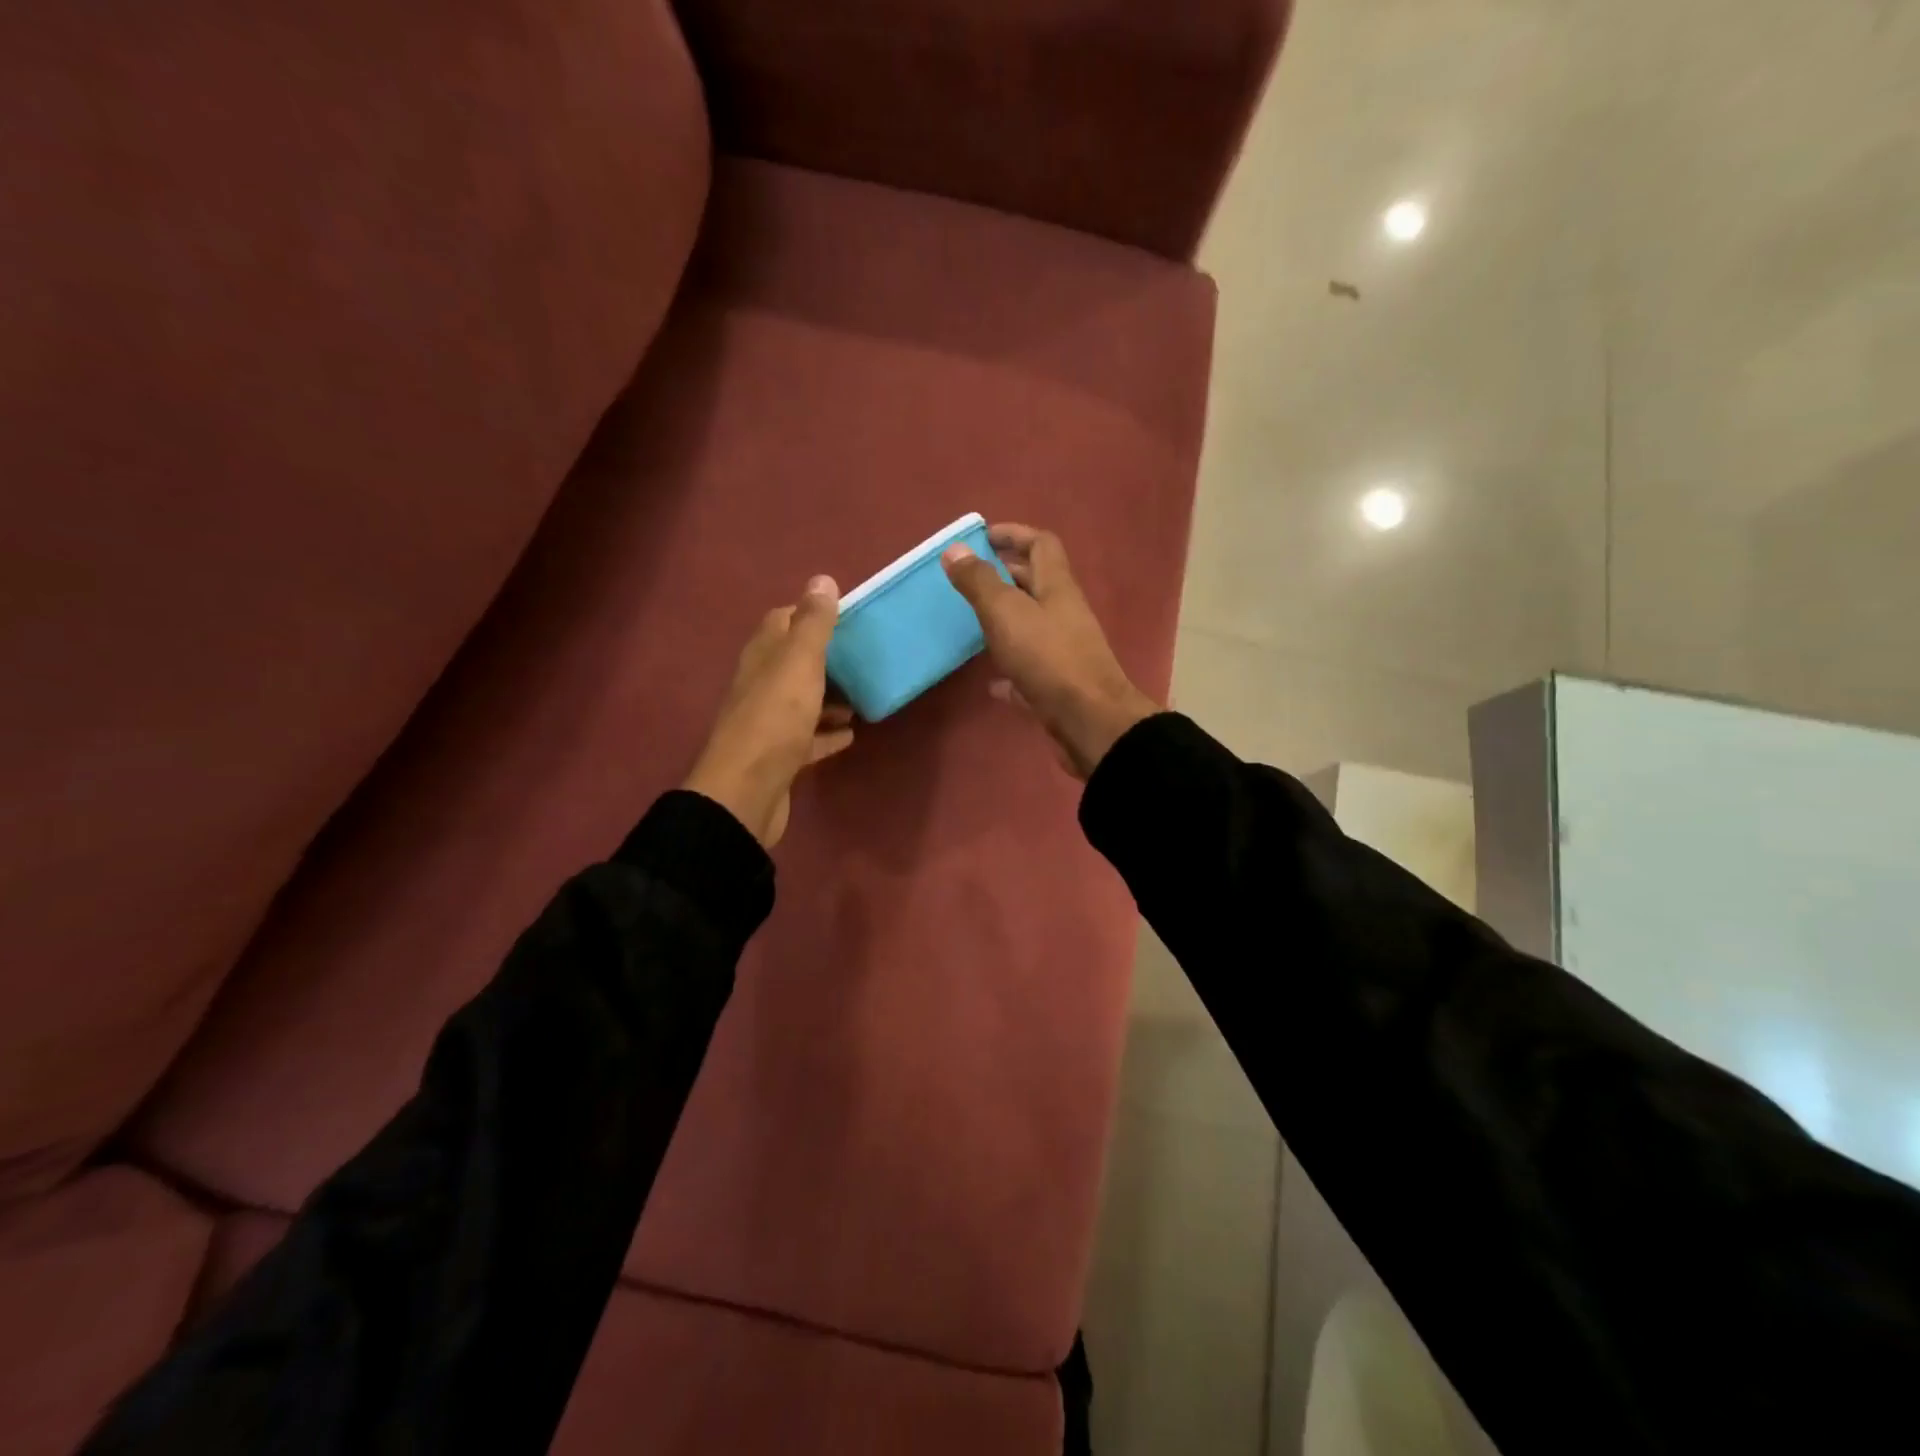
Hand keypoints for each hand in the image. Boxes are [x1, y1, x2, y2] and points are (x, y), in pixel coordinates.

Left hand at [683, 576, 854, 846]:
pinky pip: (808, 737)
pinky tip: (851, 734)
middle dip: (826, 657)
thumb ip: (813, 623)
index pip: (782, 621)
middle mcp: (760, 684)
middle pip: (793, 662)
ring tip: (864, 694)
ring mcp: (769, 722)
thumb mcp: (799, 663)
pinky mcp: (780, 756)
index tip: (847, 618)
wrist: (747, 792)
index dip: (811, 614)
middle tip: (864, 656)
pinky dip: (828, 732)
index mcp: (763, 656)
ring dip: (830, 696)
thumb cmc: (775, 719)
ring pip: (802, 699)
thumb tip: (822, 579)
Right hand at [942, 525, 1158, 778]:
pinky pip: (1029, 667)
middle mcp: (1064, 612)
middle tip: (970, 579)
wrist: (1089, 721)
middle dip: (1005, 575)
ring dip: (1006, 620)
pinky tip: (989, 681)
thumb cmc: (1048, 658)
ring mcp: (1064, 649)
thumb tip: (955, 549)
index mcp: (1057, 586)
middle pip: (1036, 583)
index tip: (982, 537)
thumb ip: (980, 582)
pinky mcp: (1058, 684)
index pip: (1041, 544)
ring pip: (1032, 624)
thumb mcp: (1006, 613)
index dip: (1014, 534)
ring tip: (973, 623)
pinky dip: (1010, 667)